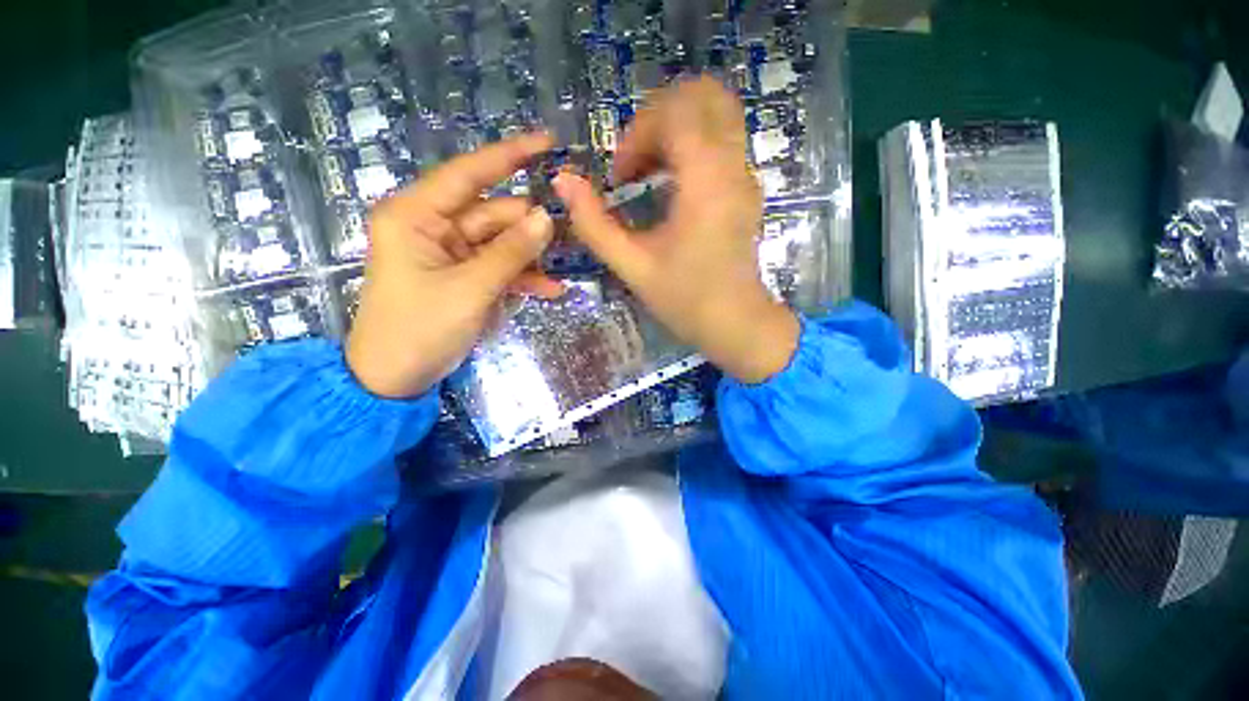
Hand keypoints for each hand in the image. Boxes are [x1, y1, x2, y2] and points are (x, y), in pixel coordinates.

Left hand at [347, 133, 559, 398]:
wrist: (395, 378)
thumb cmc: (420, 329)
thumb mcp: (471, 289)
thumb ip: (511, 253)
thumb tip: (547, 218)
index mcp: (416, 215)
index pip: (468, 173)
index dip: (509, 156)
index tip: (547, 142)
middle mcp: (433, 225)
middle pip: (493, 214)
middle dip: (531, 225)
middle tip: (571, 233)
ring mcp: (450, 252)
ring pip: (501, 243)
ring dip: (532, 257)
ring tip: (563, 268)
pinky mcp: (463, 275)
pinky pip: (499, 267)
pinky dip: (522, 278)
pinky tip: (550, 290)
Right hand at [553, 77, 798, 382]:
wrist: (734, 323)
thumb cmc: (684, 299)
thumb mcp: (632, 266)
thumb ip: (594, 224)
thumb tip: (563, 180)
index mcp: (706, 182)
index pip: (676, 112)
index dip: (638, 132)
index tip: (621, 177)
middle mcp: (733, 167)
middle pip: (704, 96)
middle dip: (659, 118)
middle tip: (636, 160)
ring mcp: (746, 175)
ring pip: (717, 113)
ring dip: (676, 128)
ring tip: (649, 170)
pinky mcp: (746, 188)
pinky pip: (723, 140)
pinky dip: (692, 144)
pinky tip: (671, 181)